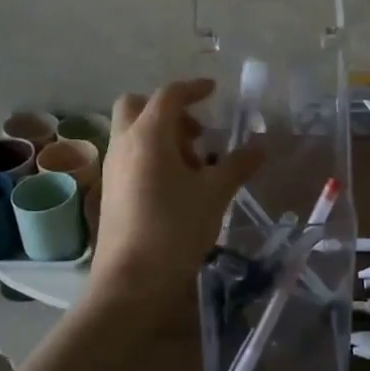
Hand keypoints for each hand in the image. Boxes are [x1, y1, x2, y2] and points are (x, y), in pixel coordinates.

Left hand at [90, 79, 262, 316]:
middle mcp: (124, 144)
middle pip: (138, 106)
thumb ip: (237, 166)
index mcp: (148, 136)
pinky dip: (152, 156)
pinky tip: (178, 186)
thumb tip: (259, 148)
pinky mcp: (110, 191)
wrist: (131, 282)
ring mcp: (113, 169)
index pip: (169, 95)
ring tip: (195, 166)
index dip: (193, 88)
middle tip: (197, 133)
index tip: (213, 91)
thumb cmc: (174, 229)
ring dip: (162, 136)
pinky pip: (131, 157)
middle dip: (168, 110)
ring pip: (134, 133)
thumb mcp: (214, 194)